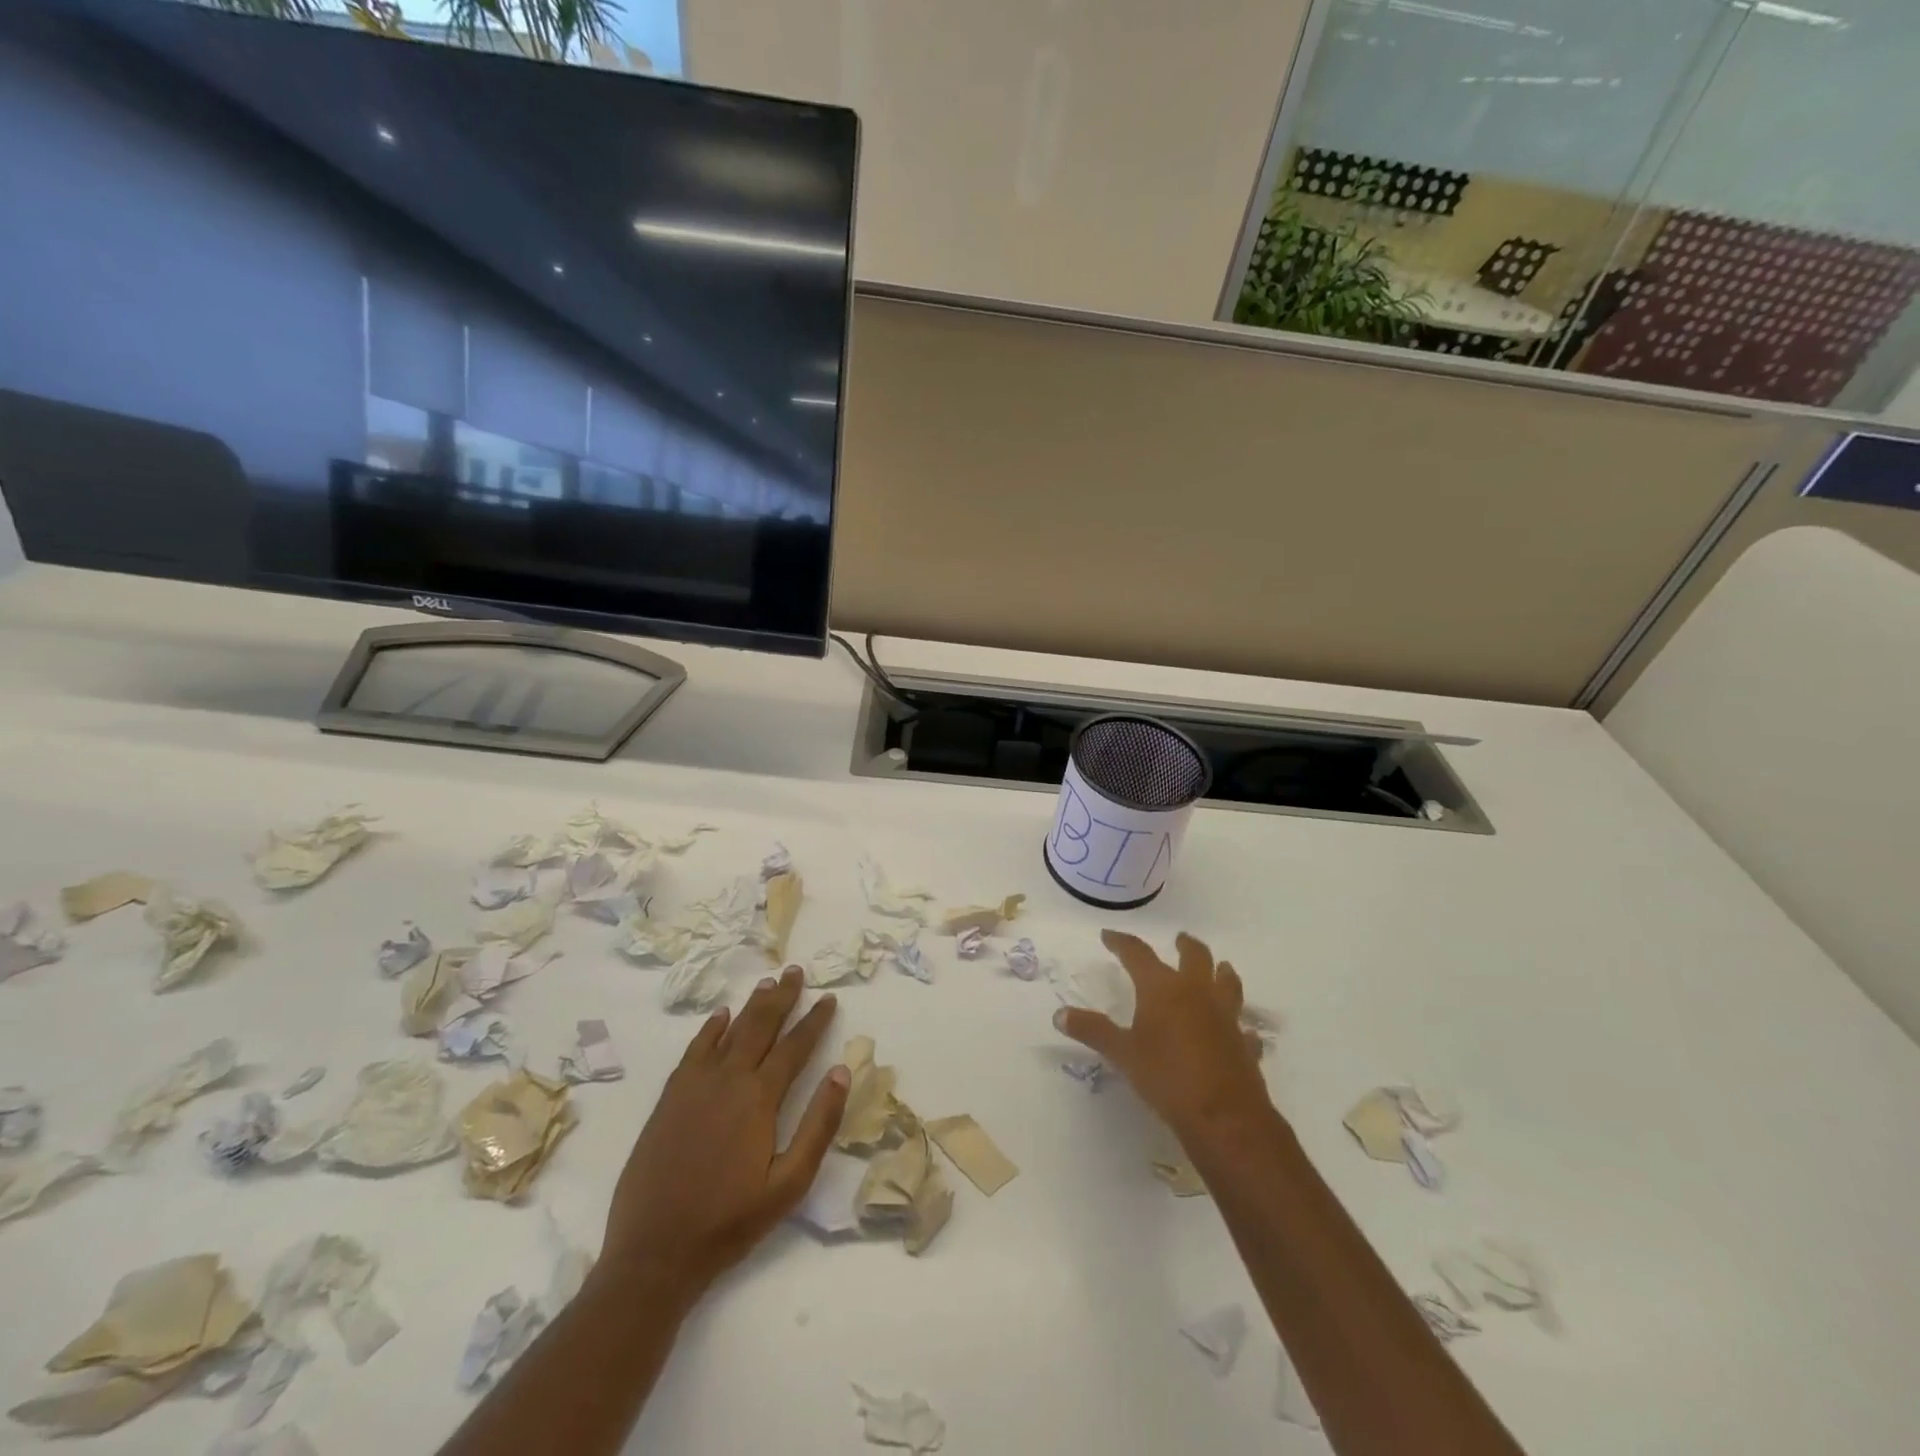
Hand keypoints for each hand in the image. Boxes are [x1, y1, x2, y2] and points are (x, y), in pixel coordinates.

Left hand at [600, 967, 848, 1302]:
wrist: (654, 1252)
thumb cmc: (729, 1222)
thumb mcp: (789, 1184)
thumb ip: (818, 1125)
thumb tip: (840, 1071)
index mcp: (760, 1098)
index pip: (795, 1046)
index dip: (814, 1020)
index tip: (828, 997)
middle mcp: (728, 1080)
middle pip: (760, 1026)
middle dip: (782, 997)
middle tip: (796, 971)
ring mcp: (694, 1086)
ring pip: (729, 1031)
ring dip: (750, 1005)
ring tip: (767, 982)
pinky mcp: (670, 1099)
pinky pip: (694, 1050)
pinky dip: (709, 1029)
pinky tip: (719, 1016)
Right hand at [1055, 930, 1273, 1146]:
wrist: (1223, 1117)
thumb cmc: (1166, 1077)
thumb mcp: (1122, 1054)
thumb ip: (1092, 1031)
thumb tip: (1059, 1014)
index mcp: (1163, 988)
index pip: (1137, 954)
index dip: (1122, 942)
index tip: (1109, 935)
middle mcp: (1196, 992)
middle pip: (1195, 956)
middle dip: (1185, 945)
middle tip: (1179, 939)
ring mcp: (1225, 1016)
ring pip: (1228, 982)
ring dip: (1221, 972)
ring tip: (1219, 967)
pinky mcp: (1244, 1042)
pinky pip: (1242, 1026)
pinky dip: (1237, 1023)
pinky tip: (1236, 1030)